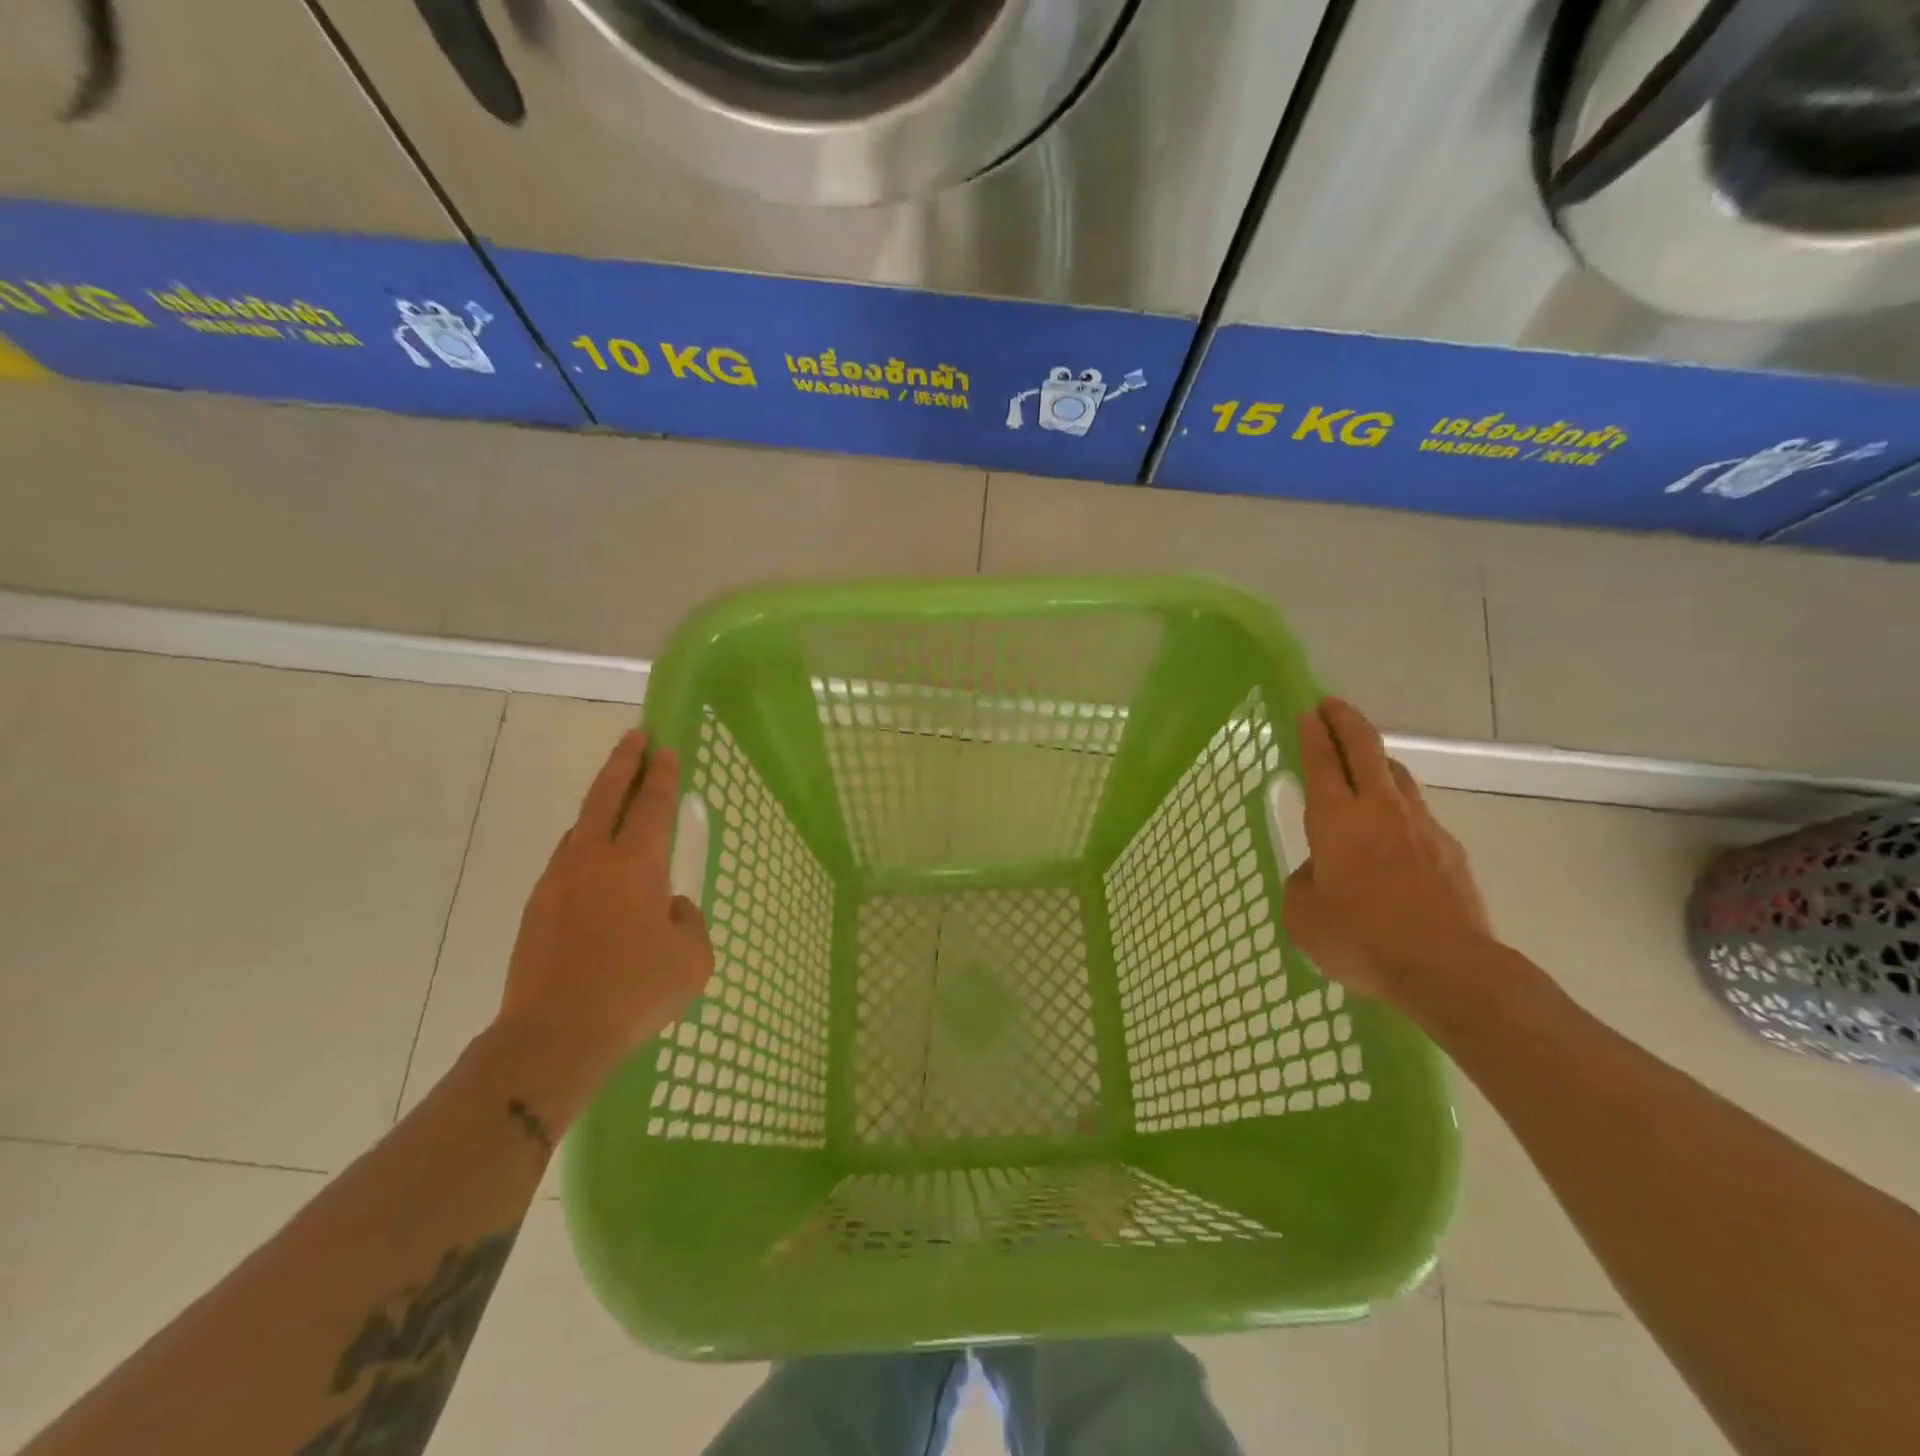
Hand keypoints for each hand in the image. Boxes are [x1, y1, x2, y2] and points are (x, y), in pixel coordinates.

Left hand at [491, 731, 713, 1122]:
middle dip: (624, 762)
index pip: (654, 804)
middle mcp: (595, 859)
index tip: (666, 748)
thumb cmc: (635, 991)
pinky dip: (584, 844)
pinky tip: (592, 860)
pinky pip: (567, 859)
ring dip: (600, 801)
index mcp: (637, 864)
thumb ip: (689, 922)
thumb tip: (670, 908)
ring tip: (615, 794)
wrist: (554, 1035)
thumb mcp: (693, 959)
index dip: (663, 774)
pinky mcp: (538, 907)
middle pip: (607, 795)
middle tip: (635, 736)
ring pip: (581, 825)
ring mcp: (559, 880)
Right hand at [1281, 698, 1493, 1008]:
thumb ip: (1304, 883)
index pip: (1321, 762)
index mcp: (1336, 820)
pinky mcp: (1451, 851)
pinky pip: (1418, 814)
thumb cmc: (1361, 938)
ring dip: (1377, 759)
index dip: (1313, 733)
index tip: (1308, 711)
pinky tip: (1394, 831)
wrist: (1448, 969)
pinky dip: (1400, 807)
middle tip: (1332, 706)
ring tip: (1364, 760)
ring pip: (1397, 776)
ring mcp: (1421, 827)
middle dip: (1346, 722)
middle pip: (1365, 749)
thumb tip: (1321, 872)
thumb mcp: (1302, 916)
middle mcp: (1379, 811)